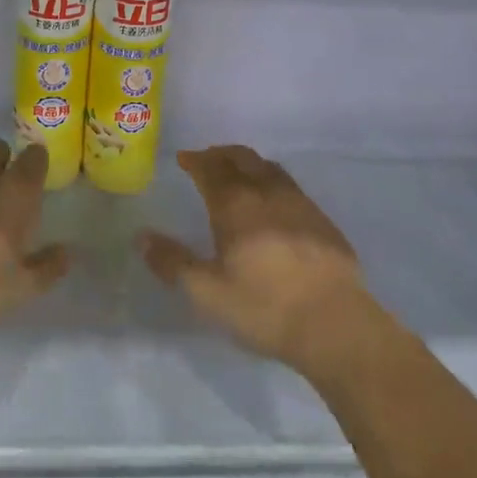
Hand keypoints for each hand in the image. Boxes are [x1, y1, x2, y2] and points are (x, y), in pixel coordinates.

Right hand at [138, 145, 375, 374]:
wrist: (335, 323)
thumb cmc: (264, 307)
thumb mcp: (207, 293)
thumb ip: (172, 262)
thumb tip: (141, 237)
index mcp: (235, 205)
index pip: (211, 169)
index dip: (195, 160)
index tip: (184, 158)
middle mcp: (266, 192)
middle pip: (241, 158)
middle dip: (220, 154)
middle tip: (207, 159)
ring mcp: (298, 202)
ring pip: (268, 168)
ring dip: (248, 163)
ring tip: (238, 173)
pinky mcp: (321, 219)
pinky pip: (289, 185)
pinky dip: (271, 180)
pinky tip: (273, 201)